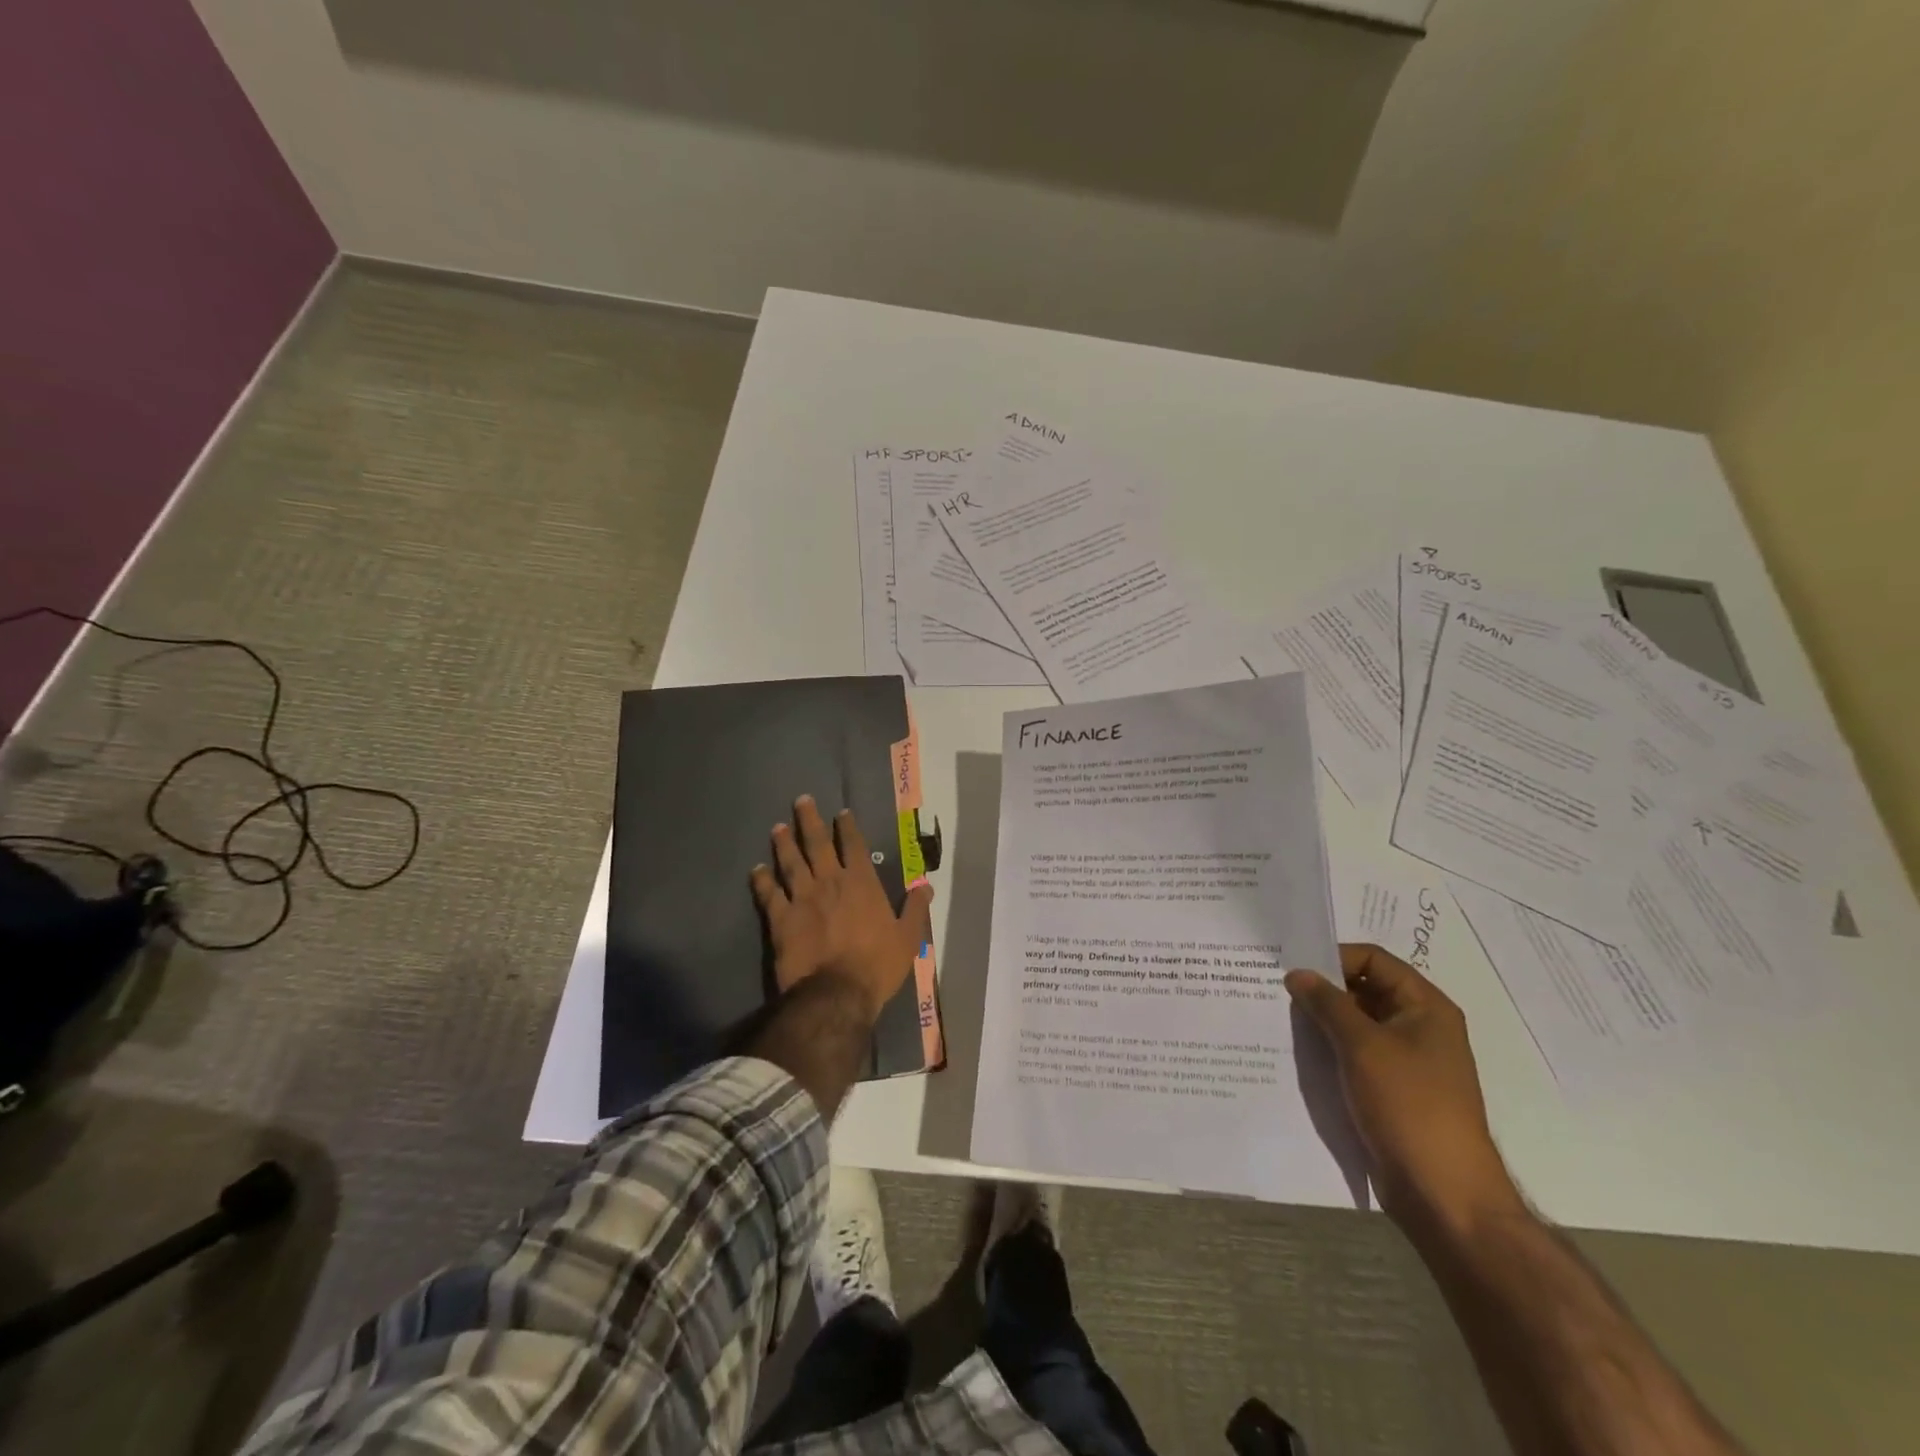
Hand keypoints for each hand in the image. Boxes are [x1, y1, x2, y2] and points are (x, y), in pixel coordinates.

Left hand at [750, 796, 932, 1018]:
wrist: (836, 994)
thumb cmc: (877, 965)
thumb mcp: (908, 938)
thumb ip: (916, 909)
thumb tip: (926, 885)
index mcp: (862, 884)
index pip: (854, 846)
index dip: (847, 828)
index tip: (841, 813)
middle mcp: (830, 883)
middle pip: (817, 845)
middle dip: (809, 821)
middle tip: (801, 800)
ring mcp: (802, 899)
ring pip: (791, 863)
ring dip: (784, 843)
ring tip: (778, 827)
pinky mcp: (781, 919)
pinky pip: (769, 894)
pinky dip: (762, 880)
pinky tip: (756, 869)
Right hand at [1286, 944, 1520, 1235]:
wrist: (1443, 1194)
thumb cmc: (1409, 1106)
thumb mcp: (1363, 1046)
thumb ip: (1327, 1004)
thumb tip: (1297, 974)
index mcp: (1426, 1007)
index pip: (1374, 959)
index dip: (1334, 957)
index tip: (1293, 968)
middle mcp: (1419, 1027)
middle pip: (1364, 989)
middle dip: (1322, 990)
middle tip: (1277, 990)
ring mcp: (1406, 1061)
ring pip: (1355, 1024)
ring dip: (1321, 1021)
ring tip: (1279, 1019)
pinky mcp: (1391, 1090)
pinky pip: (1354, 1055)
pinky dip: (1328, 1049)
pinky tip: (1296, 1053)